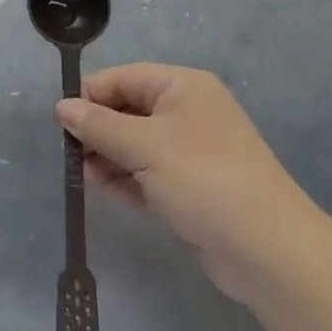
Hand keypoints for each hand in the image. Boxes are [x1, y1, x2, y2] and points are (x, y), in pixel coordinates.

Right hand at [56, 63, 315, 301]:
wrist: (269, 252)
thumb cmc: (204, 181)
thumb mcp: (144, 147)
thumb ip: (99, 126)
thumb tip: (62, 106)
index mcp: (181, 86)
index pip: (122, 78)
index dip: (90, 98)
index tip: (62, 126)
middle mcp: (187, 111)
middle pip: (127, 110)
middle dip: (98, 132)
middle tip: (73, 158)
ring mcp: (191, 150)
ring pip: (135, 144)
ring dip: (109, 158)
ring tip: (88, 179)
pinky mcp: (192, 185)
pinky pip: (149, 172)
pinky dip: (128, 180)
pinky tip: (110, 193)